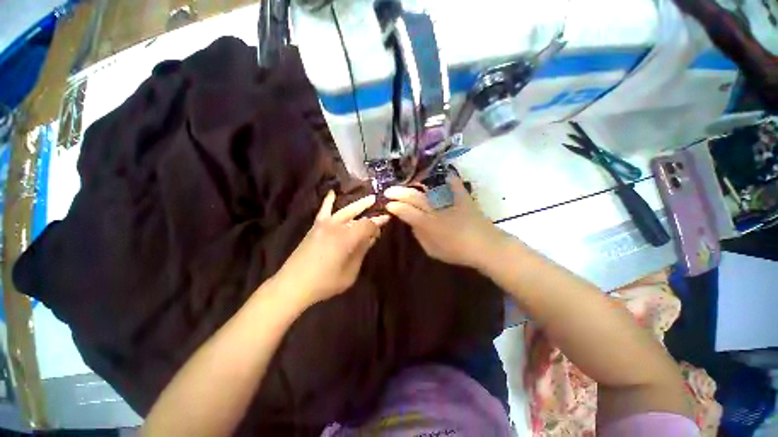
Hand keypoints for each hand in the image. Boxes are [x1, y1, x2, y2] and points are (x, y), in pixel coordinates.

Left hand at [274, 191, 389, 308]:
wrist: (294, 284)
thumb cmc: (325, 282)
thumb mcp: (350, 272)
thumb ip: (361, 252)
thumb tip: (370, 239)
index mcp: (347, 238)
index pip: (368, 225)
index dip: (377, 226)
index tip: (382, 230)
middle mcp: (337, 227)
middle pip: (358, 215)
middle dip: (371, 212)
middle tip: (383, 211)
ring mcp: (324, 225)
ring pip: (345, 211)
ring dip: (358, 205)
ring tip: (369, 199)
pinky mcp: (315, 227)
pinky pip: (323, 211)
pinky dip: (328, 201)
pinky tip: (332, 192)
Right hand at [384, 176, 508, 269]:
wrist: (485, 247)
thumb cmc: (457, 251)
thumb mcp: (432, 250)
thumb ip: (420, 235)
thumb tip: (413, 223)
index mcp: (428, 224)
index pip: (406, 212)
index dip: (395, 207)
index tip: (387, 204)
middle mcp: (435, 209)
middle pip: (414, 198)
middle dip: (399, 193)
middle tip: (388, 191)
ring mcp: (449, 201)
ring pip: (427, 191)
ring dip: (415, 187)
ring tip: (407, 185)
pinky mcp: (462, 198)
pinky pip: (454, 185)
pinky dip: (449, 180)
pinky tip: (446, 174)